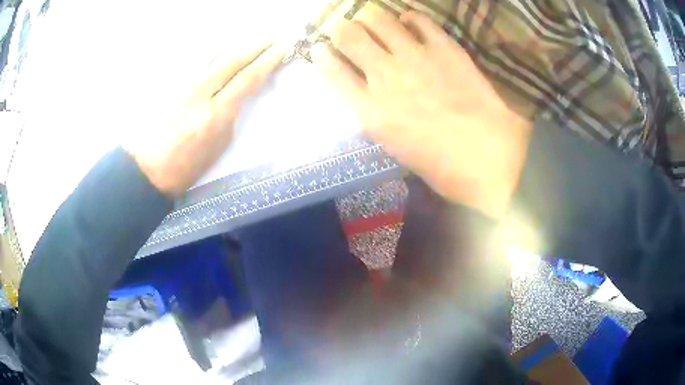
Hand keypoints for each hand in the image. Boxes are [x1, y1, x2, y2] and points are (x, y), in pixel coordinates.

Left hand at [124, 42, 284, 196]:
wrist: (146, 168)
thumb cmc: (185, 166)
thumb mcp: (218, 146)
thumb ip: (230, 114)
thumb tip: (237, 93)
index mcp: (215, 114)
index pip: (247, 79)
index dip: (267, 61)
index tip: (282, 48)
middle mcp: (198, 91)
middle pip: (232, 59)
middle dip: (255, 44)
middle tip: (272, 33)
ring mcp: (180, 83)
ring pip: (212, 53)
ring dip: (234, 41)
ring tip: (250, 34)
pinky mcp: (168, 82)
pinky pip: (193, 58)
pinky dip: (210, 48)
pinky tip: (219, 43)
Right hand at [311, 6, 531, 218]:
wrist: (488, 155)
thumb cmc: (442, 165)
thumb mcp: (395, 148)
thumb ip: (376, 115)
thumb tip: (369, 94)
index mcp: (369, 110)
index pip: (330, 70)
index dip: (322, 56)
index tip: (322, 51)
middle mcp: (384, 75)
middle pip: (348, 35)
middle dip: (342, 29)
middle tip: (348, 31)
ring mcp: (414, 57)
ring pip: (378, 19)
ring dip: (370, 18)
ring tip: (375, 22)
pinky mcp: (443, 47)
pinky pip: (418, 19)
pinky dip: (409, 18)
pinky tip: (409, 23)